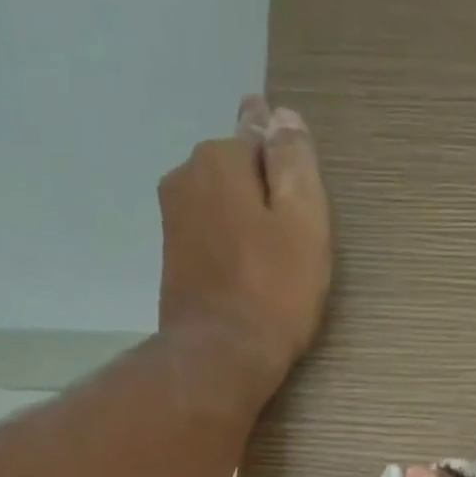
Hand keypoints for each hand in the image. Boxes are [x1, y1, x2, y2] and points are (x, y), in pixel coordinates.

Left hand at [157, 96, 331, 394]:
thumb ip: (295, 163)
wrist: (219, 359)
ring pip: (221, 208)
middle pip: (236, 173)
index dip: (284, 166)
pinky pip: (209, 241)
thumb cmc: (273, 293)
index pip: (258, 134)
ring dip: (244, 227)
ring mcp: (173, 221)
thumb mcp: (304, 223)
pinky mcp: (172, 262)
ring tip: (271, 269)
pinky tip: (247, 283)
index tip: (300, 204)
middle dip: (262, 197)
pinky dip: (228, 253)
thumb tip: (283, 117)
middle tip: (292, 246)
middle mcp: (186, 176)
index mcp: (220, 158)